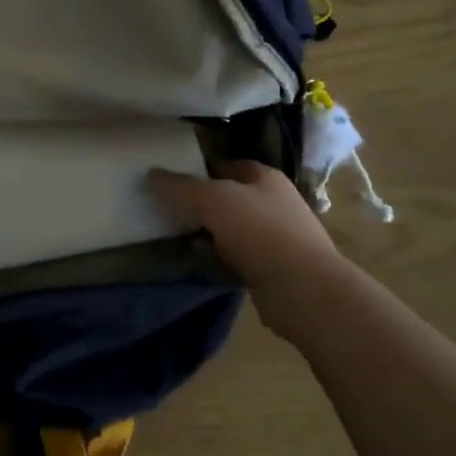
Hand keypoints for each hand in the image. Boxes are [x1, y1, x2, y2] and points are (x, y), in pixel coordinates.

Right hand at [148, 160, 346, 337]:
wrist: (303, 290)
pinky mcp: (273, 268)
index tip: (171, 179)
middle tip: (168, 208)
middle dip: (201, 203)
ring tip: (177, 235)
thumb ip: (181, 187)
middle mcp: (274, 202)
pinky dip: (219, 257)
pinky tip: (199, 261)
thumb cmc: (260, 231)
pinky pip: (237, 256)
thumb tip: (151, 174)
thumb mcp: (212, 200)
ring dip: (208, 232)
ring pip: (231, 228)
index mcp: (265, 177)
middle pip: (228, 197)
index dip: (199, 169)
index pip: (227, 165)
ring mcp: (276, 237)